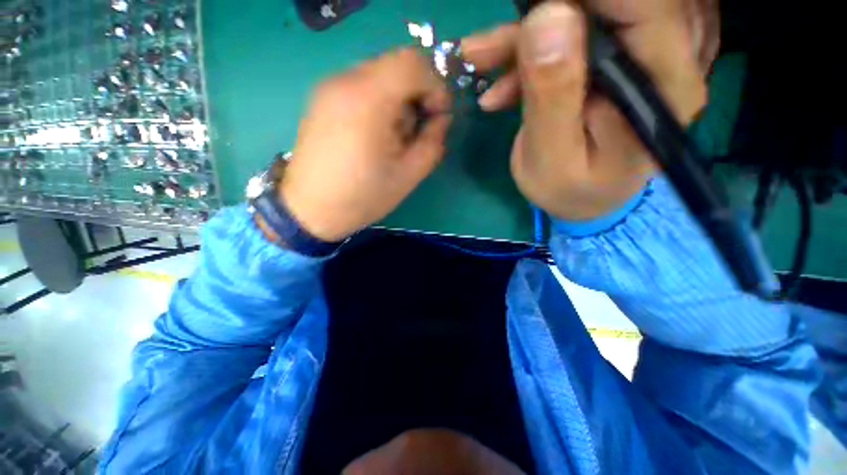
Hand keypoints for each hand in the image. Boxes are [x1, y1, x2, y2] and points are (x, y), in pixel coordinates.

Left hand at [280, 49, 450, 241]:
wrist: (310, 210)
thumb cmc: (362, 197)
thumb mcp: (408, 175)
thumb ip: (432, 142)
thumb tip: (441, 119)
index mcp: (368, 100)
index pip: (412, 62)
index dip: (434, 85)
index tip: (436, 115)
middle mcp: (344, 82)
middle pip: (395, 65)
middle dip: (416, 95)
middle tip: (414, 130)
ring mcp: (328, 88)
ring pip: (379, 75)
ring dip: (397, 100)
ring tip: (392, 137)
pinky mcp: (321, 99)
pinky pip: (360, 86)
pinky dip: (378, 102)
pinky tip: (373, 134)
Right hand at [461, 0, 710, 220]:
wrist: (580, 202)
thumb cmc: (569, 191)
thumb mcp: (551, 157)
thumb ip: (552, 95)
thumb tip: (547, 18)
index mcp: (661, 87)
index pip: (644, 7)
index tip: (535, 7)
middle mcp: (660, 63)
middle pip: (609, 8)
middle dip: (545, 16)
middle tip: (490, 41)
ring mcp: (633, 63)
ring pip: (582, 21)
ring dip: (523, 38)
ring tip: (479, 56)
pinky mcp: (607, 68)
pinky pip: (568, 45)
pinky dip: (526, 58)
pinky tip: (498, 88)